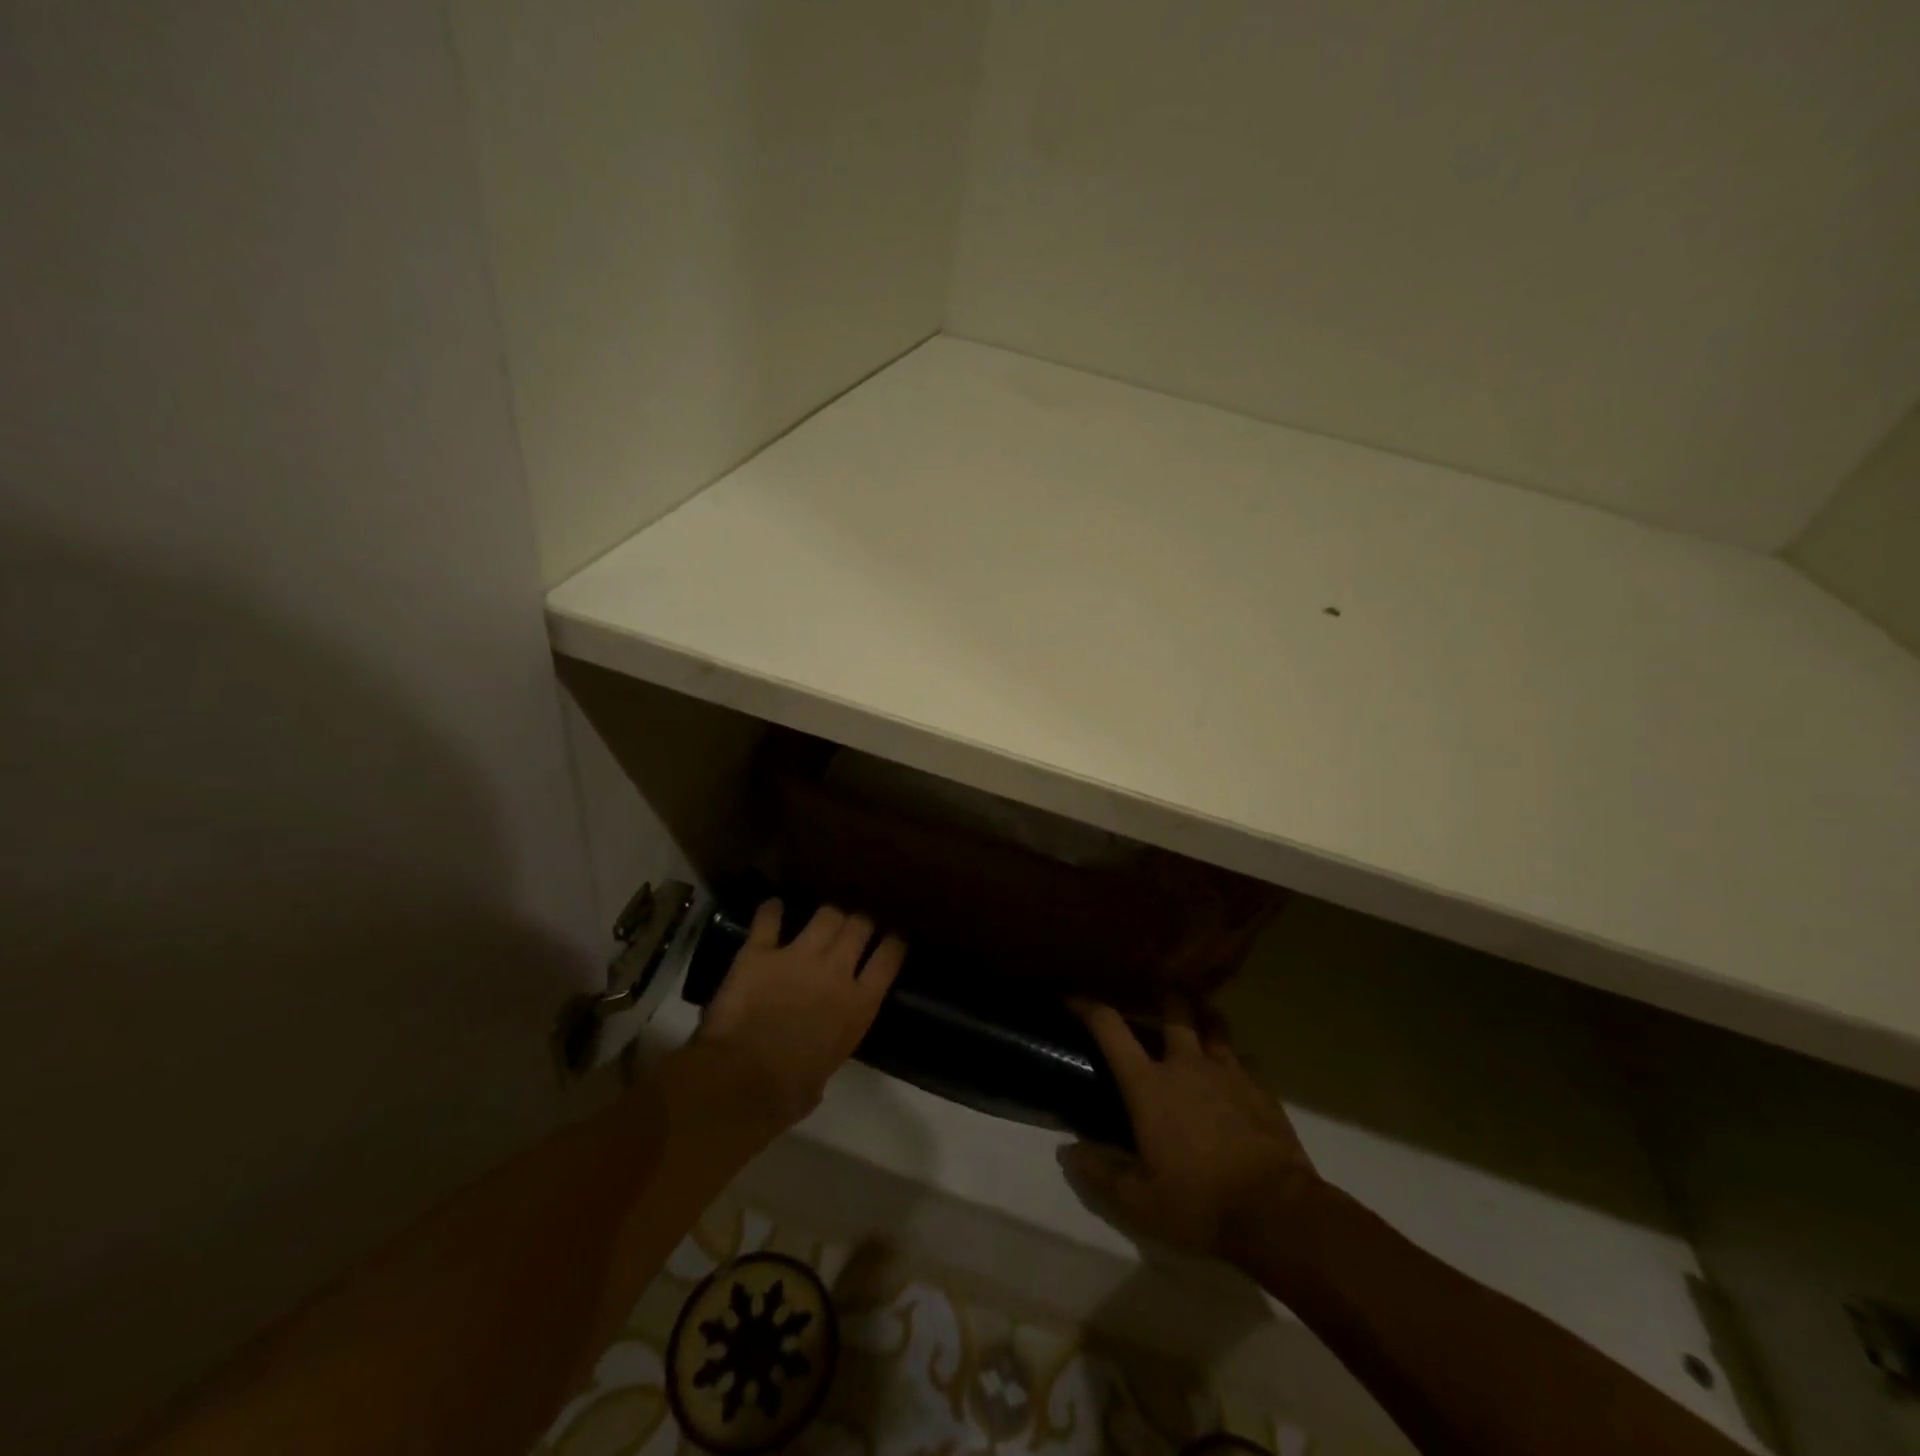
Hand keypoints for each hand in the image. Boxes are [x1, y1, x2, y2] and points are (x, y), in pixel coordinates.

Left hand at [694, 900, 904, 1129]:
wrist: (740, 1082)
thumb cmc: (787, 1092)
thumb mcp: (827, 1071)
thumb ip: (831, 1046)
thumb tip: (819, 1054)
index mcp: (859, 1005)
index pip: (889, 957)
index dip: (894, 942)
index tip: (894, 937)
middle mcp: (835, 971)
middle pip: (860, 925)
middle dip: (860, 921)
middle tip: (855, 925)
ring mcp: (797, 956)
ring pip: (826, 914)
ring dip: (827, 914)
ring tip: (823, 918)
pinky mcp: (759, 953)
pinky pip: (768, 919)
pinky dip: (771, 911)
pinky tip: (773, 907)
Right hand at [1061, 995, 1316, 1255]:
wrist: (1278, 1214)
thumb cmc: (1200, 1204)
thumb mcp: (1139, 1203)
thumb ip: (1100, 1174)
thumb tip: (1067, 1152)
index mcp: (1149, 1085)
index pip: (1110, 1028)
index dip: (1087, 1005)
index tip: (1073, 995)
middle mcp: (1186, 1064)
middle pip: (1173, 1007)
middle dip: (1159, 994)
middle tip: (1152, 995)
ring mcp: (1228, 1071)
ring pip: (1213, 1022)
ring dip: (1200, 1012)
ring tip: (1194, 1013)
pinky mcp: (1261, 1088)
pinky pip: (1243, 1058)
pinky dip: (1232, 1056)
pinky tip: (1231, 1071)